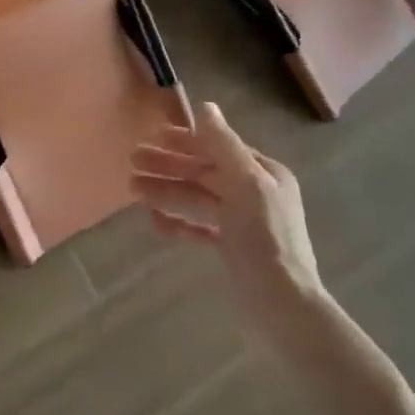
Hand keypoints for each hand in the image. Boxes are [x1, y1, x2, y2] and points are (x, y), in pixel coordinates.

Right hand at [129, 102, 324, 336]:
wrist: (282, 308)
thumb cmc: (265, 241)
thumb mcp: (247, 186)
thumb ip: (224, 146)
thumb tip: (206, 106)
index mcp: (264, 174)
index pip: (219, 148)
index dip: (186, 141)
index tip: (153, 136)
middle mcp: (255, 194)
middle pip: (205, 173)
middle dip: (169, 166)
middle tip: (132, 162)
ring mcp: (243, 223)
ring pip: (198, 199)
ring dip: (166, 191)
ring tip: (132, 189)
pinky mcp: (232, 250)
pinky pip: (200, 227)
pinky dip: (178, 222)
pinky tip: (154, 221)